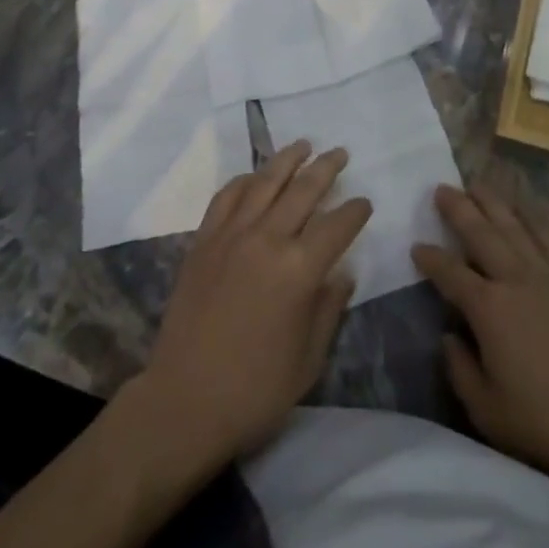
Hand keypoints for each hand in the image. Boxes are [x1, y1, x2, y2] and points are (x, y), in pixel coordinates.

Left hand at [134, 141, 371, 470]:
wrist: (183, 403)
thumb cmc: (254, 392)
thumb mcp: (308, 360)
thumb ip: (329, 309)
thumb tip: (342, 273)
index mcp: (299, 271)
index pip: (337, 225)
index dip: (355, 211)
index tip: (364, 203)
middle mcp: (267, 240)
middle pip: (303, 190)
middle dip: (327, 168)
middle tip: (340, 153)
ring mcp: (231, 236)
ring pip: (265, 182)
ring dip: (287, 159)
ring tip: (303, 144)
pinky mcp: (204, 241)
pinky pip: (227, 197)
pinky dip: (245, 180)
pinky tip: (255, 176)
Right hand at [412, 182, 548, 498]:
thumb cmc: (544, 421)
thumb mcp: (487, 410)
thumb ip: (460, 369)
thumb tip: (448, 337)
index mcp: (489, 309)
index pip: (450, 273)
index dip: (431, 258)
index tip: (417, 247)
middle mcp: (515, 279)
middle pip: (481, 233)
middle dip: (459, 208)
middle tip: (441, 187)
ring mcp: (547, 275)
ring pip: (514, 226)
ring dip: (493, 202)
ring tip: (477, 184)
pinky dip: (534, 217)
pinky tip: (526, 207)